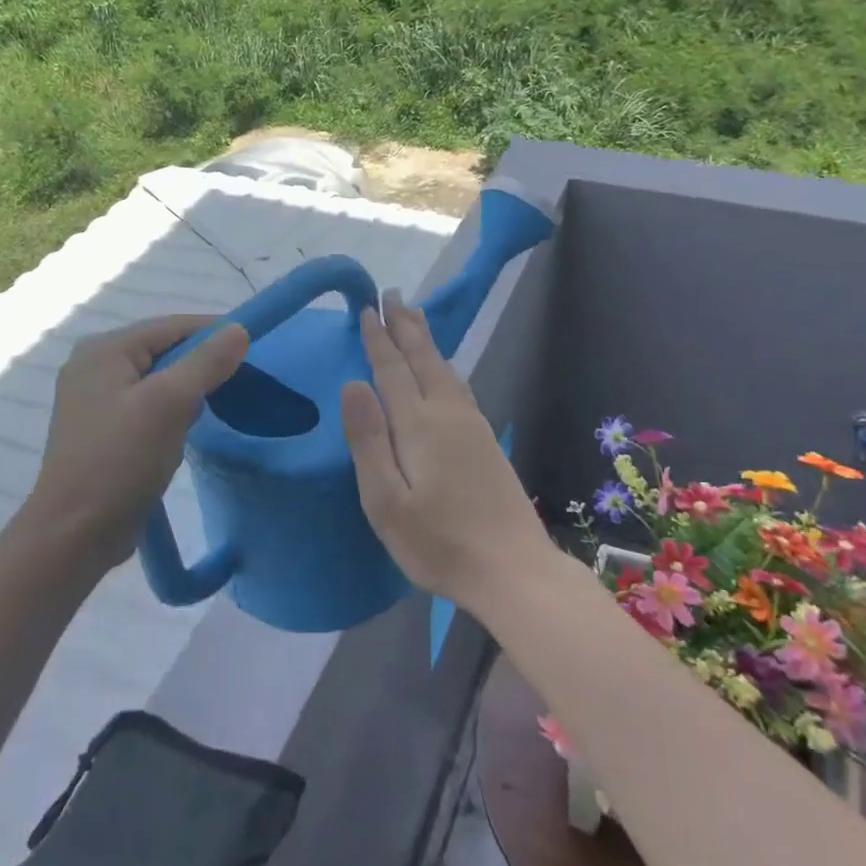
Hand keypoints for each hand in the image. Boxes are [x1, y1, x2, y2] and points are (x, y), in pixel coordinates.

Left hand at [29, 315, 248, 568]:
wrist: (75, 534)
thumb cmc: (121, 460)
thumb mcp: (170, 404)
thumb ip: (206, 362)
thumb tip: (238, 329)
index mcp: (104, 350)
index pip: (170, 326)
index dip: (213, 332)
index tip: (252, 347)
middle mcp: (94, 366)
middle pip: (163, 350)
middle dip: (201, 364)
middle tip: (239, 381)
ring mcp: (95, 400)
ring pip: (157, 380)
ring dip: (187, 391)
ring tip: (216, 407)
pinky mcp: (102, 430)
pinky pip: (147, 406)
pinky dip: (171, 412)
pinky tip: (186, 431)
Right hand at [339, 295, 548, 611]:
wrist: (513, 570)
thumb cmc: (438, 542)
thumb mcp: (386, 501)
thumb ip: (368, 440)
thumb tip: (353, 384)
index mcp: (419, 425)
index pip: (392, 369)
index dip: (379, 339)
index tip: (368, 309)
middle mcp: (448, 414)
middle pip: (423, 359)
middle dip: (405, 326)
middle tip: (393, 295)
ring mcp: (472, 426)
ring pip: (444, 369)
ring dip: (426, 340)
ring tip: (416, 317)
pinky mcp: (486, 441)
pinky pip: (458, 385)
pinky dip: (443, 364)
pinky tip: (444, 370)